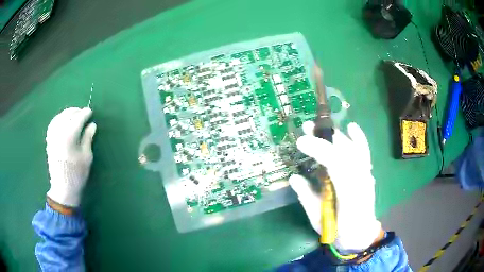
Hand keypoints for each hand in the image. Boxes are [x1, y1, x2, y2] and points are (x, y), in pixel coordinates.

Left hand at [45, 107, 96, 207]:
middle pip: (68, 114)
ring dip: (68, 113)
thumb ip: (88, 138)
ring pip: (60, 116)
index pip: (78, 118)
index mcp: (69, 136)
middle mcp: (59, 132)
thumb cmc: (77, 175)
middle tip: (83, 113)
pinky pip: (53, 122)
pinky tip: (63, 120)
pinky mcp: (49, 140)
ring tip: (74, 114)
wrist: (63, 189)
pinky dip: (59, 118)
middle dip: (76, 111)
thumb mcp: (86, 157)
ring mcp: (52, 135)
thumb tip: (92, 125)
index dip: (85, 113)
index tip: (90, 112)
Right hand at [289, 121, 381, 251]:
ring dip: (336, 136)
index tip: (301, 142)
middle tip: (306, 128)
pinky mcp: (367, 174)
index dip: (319, 149)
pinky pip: (365, 153)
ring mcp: (366, 175)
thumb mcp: (319, 220)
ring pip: (353, 148)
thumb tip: (294, 178)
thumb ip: (307, 198)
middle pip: (345, 151)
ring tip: (319, 126)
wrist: (361, 235)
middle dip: (325, 138)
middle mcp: (361, 179)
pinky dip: (359, 139)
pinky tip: (352, 127)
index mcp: (348, 193)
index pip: (336, 163)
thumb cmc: (339, 232)